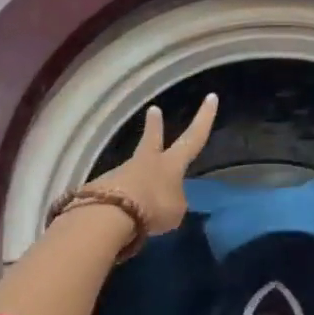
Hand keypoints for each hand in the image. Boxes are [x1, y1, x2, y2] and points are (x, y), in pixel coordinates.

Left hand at [88, 94, 218, 234]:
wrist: (110, 216)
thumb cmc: (153, 208)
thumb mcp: (175, 211)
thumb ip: (174, 201)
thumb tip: (167, 197)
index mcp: (170, 163)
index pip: (193, 137)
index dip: (204, 118)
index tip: (211, 96)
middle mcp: (146, 161)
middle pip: (151, 139)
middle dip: (155, 125)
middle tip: (153, 109)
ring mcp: (121, 172)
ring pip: (133, 171)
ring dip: (136, 180)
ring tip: (138, 202)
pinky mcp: (102, 188)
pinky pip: (117, 193)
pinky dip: (121, 201)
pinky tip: (120, 217)